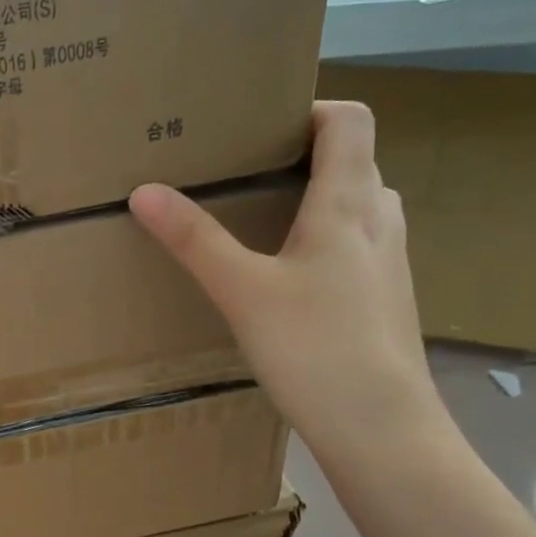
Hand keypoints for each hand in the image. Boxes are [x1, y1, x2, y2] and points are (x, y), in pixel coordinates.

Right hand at [130, 101, 443, 460]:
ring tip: (266, 224)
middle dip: (304, 157)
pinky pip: (360, 247)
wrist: (381, 427)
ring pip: (358, 207)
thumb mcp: (242, 291)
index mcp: (349, 203)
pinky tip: (293, 283)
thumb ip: (194, 240)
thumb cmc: (314, 348)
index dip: (310, 109)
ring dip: (318, 201)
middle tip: (249, 175)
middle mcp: (380, 220)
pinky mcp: (388, 300)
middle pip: (353, 161)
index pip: (349, 119)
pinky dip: (328, 242)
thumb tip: (144, 191)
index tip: (261, 128)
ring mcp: (391, 263)